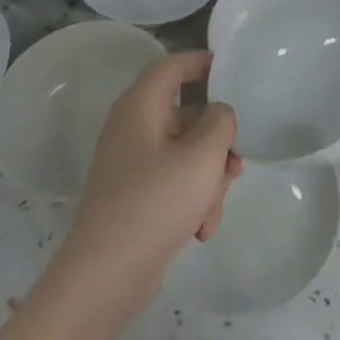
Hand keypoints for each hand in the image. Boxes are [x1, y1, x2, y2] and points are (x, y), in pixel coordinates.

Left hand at [61, 51, 241, 305]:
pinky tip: (200, 230)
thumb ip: (221, 121)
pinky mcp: (134, 195)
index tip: (234, 73)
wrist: (105, 277)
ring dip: (207, 178)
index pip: (173, 64)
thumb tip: (218, 114)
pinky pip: (173, 182)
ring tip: (212, 210)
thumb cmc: (155, 202)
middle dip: (217, 142)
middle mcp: (132, 127)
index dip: (203, 62)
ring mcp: (131, 163)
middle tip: (235, 166)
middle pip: (187, 115)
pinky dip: (191, 200)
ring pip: (185, 153)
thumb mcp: (203, 155)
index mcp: (141, 105)